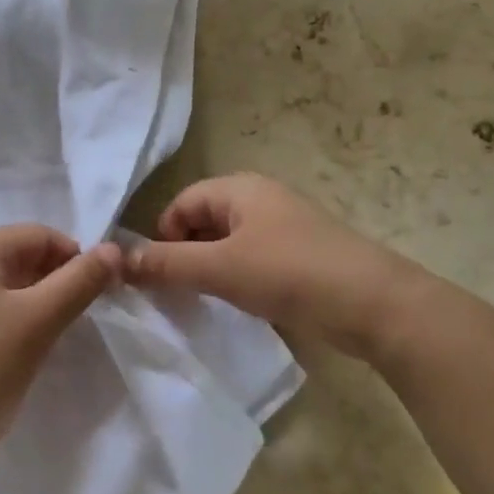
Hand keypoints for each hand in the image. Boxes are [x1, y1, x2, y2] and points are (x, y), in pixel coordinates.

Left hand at [0, 225, 120, 480]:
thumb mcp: (40, 319)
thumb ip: (80, 280)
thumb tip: (114, 249)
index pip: (37, 234)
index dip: (74, 254)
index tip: (99, 289)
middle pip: (19, 255)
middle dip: (57, 277)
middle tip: (83, 312)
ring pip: (4, 285)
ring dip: (37, 299)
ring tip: (58, 330)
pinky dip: (14, 318)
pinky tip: (25, 348)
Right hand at [126, 173, 433, 363]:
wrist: (374, 304)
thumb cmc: (290, 273)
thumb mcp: (221, 268)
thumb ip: (169, 264)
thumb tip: (120, 260)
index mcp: (239, 188)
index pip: (181, 203)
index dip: (163, 236)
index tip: (158, 276)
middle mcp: (260, 199)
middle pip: (204, 220)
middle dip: (185, 253)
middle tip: (178, 293)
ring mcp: (283, 227)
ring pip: (228, 243)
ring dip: (211, 269)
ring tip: (207, 302)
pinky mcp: (300, 255)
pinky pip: (253, 259)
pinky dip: (238, 278)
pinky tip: (241, 304)